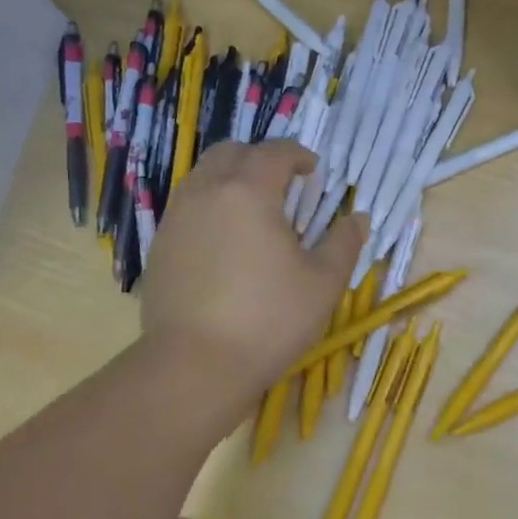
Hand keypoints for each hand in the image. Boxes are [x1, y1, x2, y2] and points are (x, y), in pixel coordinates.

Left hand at [140, 141, 366, 394]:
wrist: (194, 366)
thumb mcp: (323, 283)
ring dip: (231, 181)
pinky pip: (187, 209)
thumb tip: (358, 219)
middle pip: (231, 153)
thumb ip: (344, 243)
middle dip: (259, 159)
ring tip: (254, 214)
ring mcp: (176, 218)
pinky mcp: (159, 247)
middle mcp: (207, 192)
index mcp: (249, 191)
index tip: (314, 172)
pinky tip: (225, 244)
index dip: (299, 156)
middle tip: (283, 186)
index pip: (275, 152)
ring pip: (203, 178)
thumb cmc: (268, 319)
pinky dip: (210, 209)